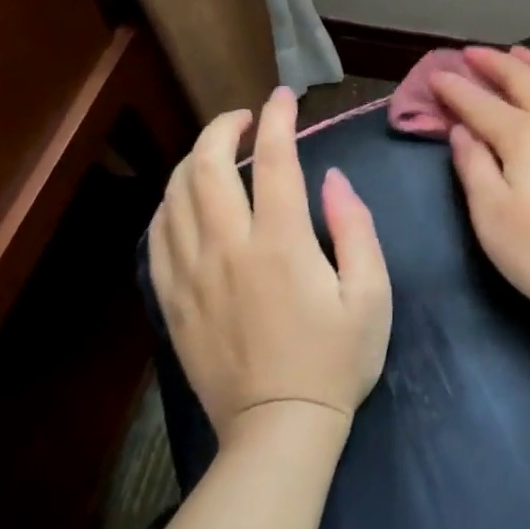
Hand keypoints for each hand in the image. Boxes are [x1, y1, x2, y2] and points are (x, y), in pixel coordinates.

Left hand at [148, 87, 391, 437]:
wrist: (278, 430)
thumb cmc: (337, 359)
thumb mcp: (372, 294)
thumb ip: (355, 228)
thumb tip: (334, 180)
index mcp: (281, 244)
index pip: (275, 160)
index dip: (278, 119)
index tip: (284, 98)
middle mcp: (228, 249)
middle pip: (208, 167)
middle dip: (223, 127)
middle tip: (244, 116)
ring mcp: (192, 275)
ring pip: (175, 196)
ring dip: (194, 159)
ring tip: (217, 149)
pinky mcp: (172, 301)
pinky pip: (157, 236)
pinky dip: (170, 203)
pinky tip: (186, 199)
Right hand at [434, 46, 529, 320]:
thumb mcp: (492, 218)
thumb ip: (474, 167)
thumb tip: (461, 130)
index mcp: (522, 136)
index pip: (479, 104)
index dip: (455, 88)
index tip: (437, 75)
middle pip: (521, 79)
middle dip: (493, 63)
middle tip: (473, 53)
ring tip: (519, 53)